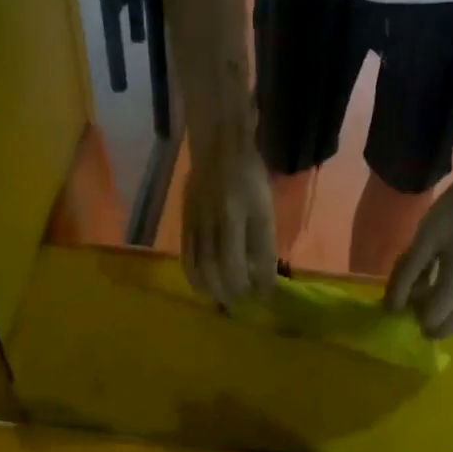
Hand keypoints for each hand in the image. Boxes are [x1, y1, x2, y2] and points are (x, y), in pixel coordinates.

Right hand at [182, 134, 277, 306]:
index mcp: (249, 211)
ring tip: (223, 299)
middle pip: (225, 265)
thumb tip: (260, 276)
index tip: (266, 297)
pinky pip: (187, 257)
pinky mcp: (186, 222)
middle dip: (234, 290)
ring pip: (203, 265)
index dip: (263, 281)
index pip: (258, 255)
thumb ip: (262, 240)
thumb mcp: (264, 206)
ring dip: (214, 289)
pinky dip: (195, 277)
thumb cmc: (249, 177)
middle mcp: (223, 218)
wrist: (218, 149)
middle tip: (242, 302)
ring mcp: (201, 220)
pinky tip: (203, 286)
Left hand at [384, 174, 452, 336]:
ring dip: (450, 325)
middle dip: (430, 319)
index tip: (391, 310)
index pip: (413, 269)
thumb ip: (414, 260)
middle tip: (420, 329)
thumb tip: (403, 297)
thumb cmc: (452, 212)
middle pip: (446, 296)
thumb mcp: (426, 229)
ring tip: (437, 333)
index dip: (399, 294)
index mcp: (435, 235)